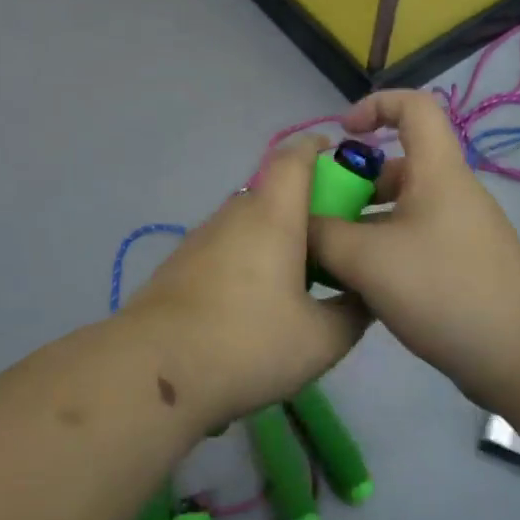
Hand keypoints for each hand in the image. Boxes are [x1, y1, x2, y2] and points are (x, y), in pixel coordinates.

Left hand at [120, 136, 367, 427]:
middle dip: (307, 207)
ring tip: (299, 283)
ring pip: (249, 222)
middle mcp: (234, 213)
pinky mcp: (181, 264)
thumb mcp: (322, 339)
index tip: (342, 160)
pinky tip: (255, 306)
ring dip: (276, 237)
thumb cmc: (248, 343)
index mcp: (272, 214)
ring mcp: (202, 237)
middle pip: (274, 191)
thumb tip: (365, 294)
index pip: (295, 156)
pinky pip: (227, 246)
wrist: (154, 371)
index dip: (319, 148)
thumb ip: (353, 311)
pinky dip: (249, 259)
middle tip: (333, 244)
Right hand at [307, 90, 519, 404]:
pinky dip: (382, 252)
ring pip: (400, 210)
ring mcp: (457, 231)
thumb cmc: (446, 289)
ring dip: (362, 224)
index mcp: (436, 171)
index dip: (375, 105)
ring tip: (327, 256)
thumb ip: (323, 235)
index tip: (342, 133)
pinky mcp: (460, 266)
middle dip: (354, 183)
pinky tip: (357, 287)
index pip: (413, 106)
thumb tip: (298, 223)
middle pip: (397, 166)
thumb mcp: (369, 259)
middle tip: (319, 213)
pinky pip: (411, 243)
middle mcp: (449, 193)